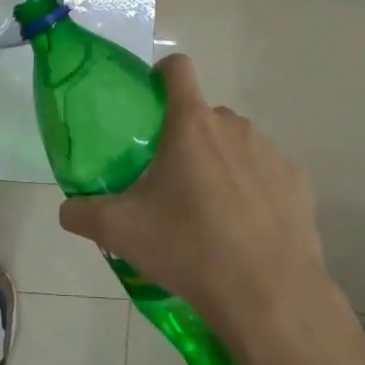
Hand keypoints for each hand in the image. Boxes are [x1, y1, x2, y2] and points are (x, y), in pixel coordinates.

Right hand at [58, 55, 328, 353]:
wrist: (268, 295)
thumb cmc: (189, 247)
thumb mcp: (121, 232)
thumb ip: (84, 214)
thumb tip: (66, 211)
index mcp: (191, 124)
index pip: (177, 68)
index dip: (161, 75)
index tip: (150, 103)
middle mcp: (234, 126)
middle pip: (204, 115)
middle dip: (186, 137)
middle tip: (170, 180)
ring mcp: (271, 153)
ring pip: (236, 144)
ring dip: (220, 162)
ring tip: (209, 210)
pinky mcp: (297, 182)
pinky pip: (266, 172)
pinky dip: (253, 188)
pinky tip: (245, 228)